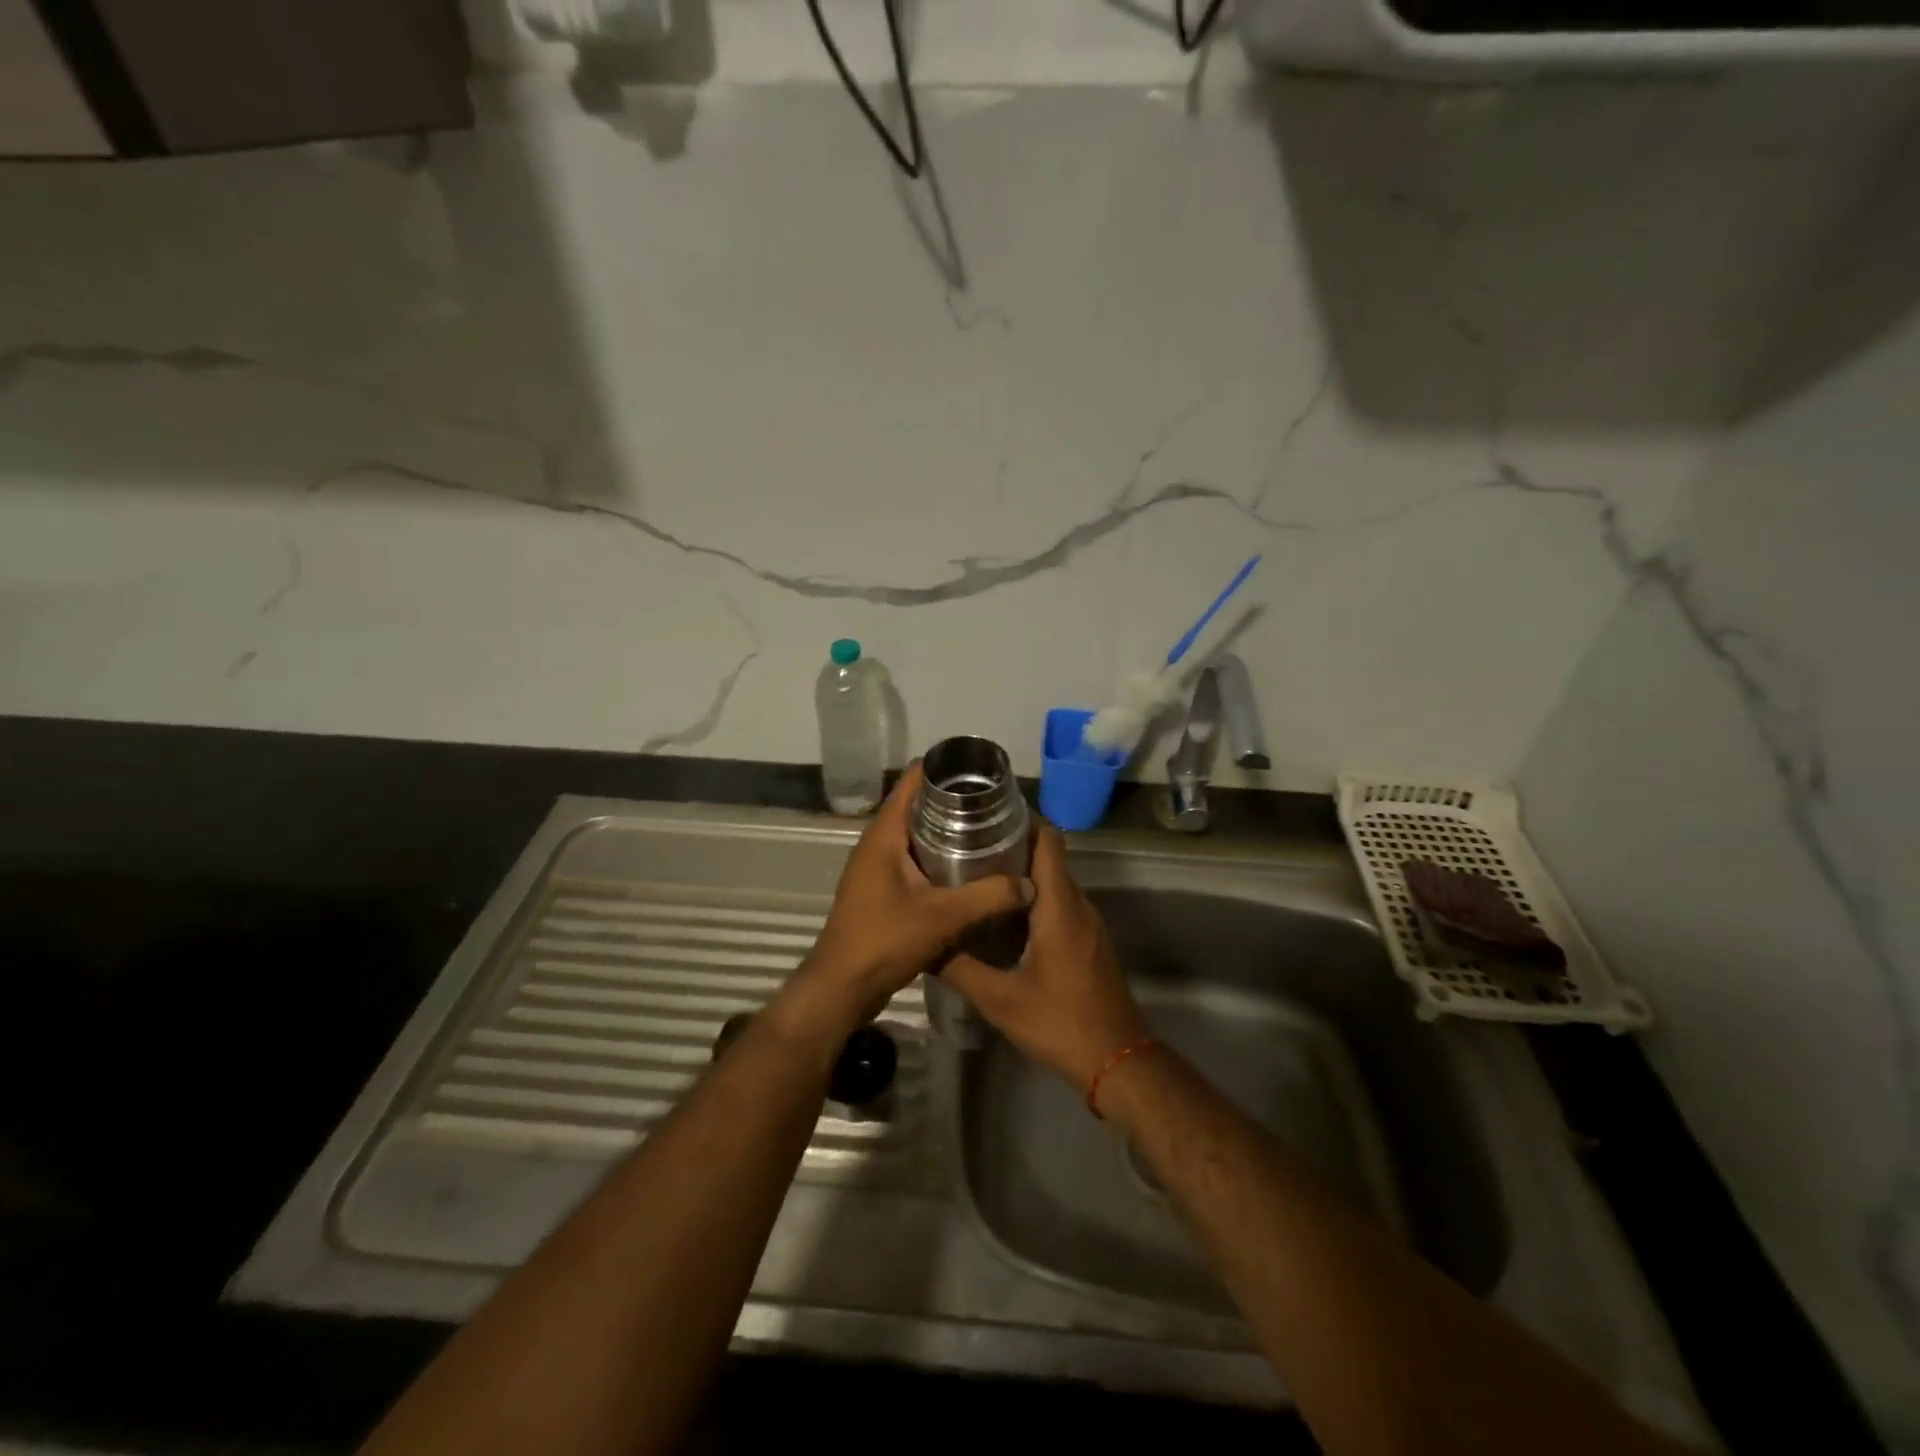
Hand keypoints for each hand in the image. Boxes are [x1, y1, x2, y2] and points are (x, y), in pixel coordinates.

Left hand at [778, 761, 1034, 1039]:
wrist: (843, 988)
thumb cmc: (884, 941)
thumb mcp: (942, 917)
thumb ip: (988, 897)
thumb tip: (1029, 883)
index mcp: (885, 834)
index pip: (913, 780)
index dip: (946, 769)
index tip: (982, 772)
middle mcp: (879, 843)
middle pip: (920, 805)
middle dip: (956, 802)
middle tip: (998, 806)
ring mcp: (879, 867)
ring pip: (919, 835)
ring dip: (950, 832)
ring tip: (992, 832)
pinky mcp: (884, 889)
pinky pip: (916, 860)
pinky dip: (941, 857)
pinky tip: (971, 869)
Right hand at [942, 823, 1150, 1092]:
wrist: (1118, 1060)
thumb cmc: (1060, 1024)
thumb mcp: (1000, 1001)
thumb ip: (960, 969)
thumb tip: (924, 944)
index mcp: (1060, 906)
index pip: (1048, 840)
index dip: (1021, 820)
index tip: (986, 817)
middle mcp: (1078, 905)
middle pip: (1049, 857)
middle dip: (1012, 846)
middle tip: (967, 847)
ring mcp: (1088, 923)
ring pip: (1055, 881)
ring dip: (1022, 874)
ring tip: (978, 876)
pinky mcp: (1089, 940)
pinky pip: (1061, 903)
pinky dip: (1035, 897)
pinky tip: (1004, 916)